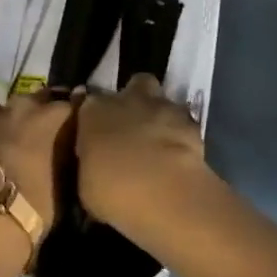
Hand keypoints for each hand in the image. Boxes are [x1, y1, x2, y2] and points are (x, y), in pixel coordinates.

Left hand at [0, 92, 73, 234]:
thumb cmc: (34, 208)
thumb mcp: (65, 184)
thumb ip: (65, 156)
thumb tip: (66, 148)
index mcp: (53, 118)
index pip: (71, 103)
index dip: (70, 114)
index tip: (71, 124)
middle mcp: (22, 107)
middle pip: (33, 99)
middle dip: (36, 112)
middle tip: (35, 134)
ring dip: (1, 122)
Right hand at [75, 74, 209, 232]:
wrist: (162, 191)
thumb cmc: (112, 190)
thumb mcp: (86, 183)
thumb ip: (91, 162)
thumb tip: (96, 162)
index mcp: (94, 111)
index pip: (90, 103)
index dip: (96, 118)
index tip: (98, 134)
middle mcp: (127, 99)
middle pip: (134, 85)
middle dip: (136, 99)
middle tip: (134, 126)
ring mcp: (162, 106)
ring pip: (162, 99)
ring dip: (160, 115)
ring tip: (159, 142)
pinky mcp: (190, 122)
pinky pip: (184, 122)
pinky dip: (181, 134)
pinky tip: (179, 154)